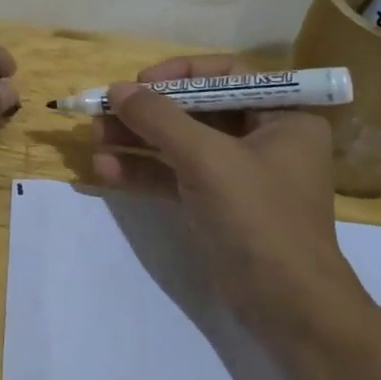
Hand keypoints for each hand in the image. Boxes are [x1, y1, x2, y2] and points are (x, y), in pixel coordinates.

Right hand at [90, 54, 365, 338]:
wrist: (286, 305)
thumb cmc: (258, 217)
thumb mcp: (206, 158)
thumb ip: (159, 118)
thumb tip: (116, 89)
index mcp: (282, 116)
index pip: (226, 75)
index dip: (180, 74)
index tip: (141, 83)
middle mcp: (263, 138)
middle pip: (195, 109)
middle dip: (147, 111)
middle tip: (104, 111)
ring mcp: (237, 174)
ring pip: (179, 143)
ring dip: (136, 139)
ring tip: (94, 137)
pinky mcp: (216, 204)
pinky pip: (174, 175)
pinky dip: (142, 171)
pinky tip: (105, 169)